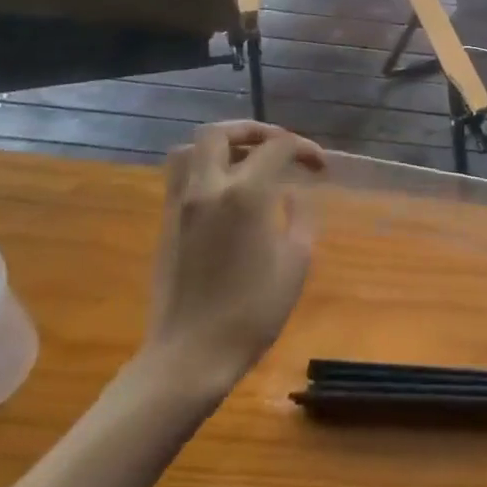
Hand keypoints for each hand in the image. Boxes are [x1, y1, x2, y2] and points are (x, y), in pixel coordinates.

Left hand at [145, 121, 325, 391]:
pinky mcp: (166, 224)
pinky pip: (179, 177)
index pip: (277, 147)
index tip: (320, 166)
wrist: (190, 356)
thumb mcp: (295, 263)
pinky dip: (203, 168)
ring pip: (190, 150)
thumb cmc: (252, 312)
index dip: (304, 148)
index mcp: (245, 194)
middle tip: (277, 145)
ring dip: (220, 145)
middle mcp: (208, 188)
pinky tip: (226, 192)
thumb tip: (293, 193)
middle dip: (253, 130)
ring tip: (246, 160)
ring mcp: (180, 205)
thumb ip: (298, 217)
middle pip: (221, 133)